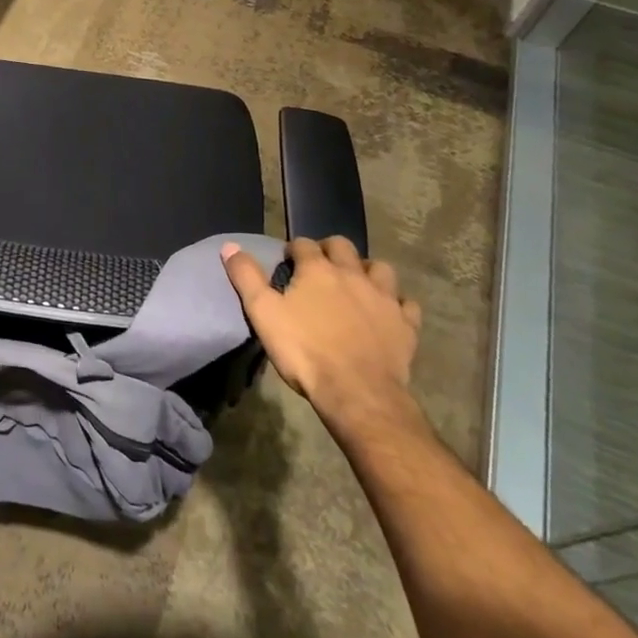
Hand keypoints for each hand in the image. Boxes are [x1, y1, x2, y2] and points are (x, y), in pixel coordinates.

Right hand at [222, 236, 422, 432]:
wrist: (357, 393)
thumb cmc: (305, 351)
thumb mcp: (263, 313)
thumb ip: (246, 277)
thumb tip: (230, 246)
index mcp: (318, 270)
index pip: (304, 244)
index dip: (294, 250)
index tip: (288, 262)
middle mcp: (353, 274)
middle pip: (343, 246)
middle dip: (330, 249)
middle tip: (321, 267)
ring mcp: (384, 298)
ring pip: (381, 268)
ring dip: (368, 270)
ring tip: (358, 284)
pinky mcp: (406, 325)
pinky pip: (407, 304)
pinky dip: (398, 304)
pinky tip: (389, 313)